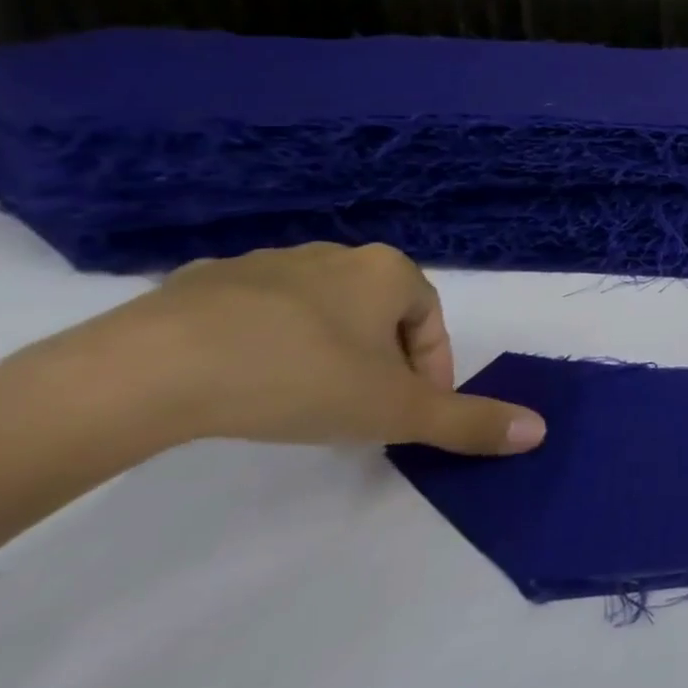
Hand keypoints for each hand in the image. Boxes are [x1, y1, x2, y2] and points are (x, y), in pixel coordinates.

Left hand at [0, 243, 543, 555]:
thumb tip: (538, 431)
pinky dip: (260, 343)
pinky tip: (236, 382)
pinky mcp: (202, 282)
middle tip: (357, 413)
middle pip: (378, 314)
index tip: (408, 416)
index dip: (431, 371)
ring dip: (324, 352)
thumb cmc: (299, 377)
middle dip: (379, 363)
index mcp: (389, 271)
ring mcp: (267, 263)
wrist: (149, 368)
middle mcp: (337, 255)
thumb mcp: (393, 410)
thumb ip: (467, 420)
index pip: (432, 321)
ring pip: (318, 312)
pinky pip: (253, 313)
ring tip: (297, 403)